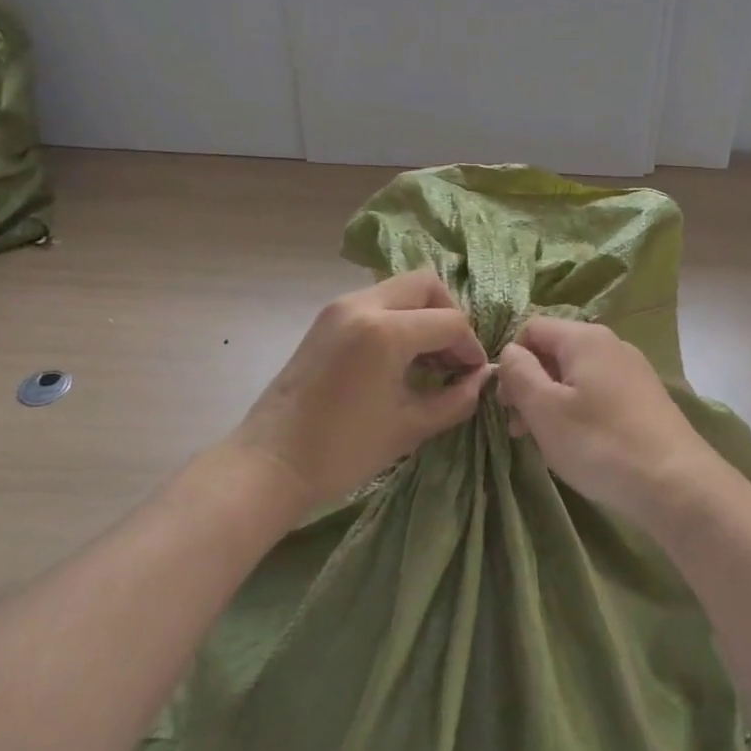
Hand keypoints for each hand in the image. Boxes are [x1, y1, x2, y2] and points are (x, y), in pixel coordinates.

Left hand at [230, 272, 488, 510]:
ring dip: (422, 316)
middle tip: (451, 356)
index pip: (450, 321)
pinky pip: (375, 303)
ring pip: (399, 290)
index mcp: (385, 331)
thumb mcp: (410, 427)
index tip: (472, 376)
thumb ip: (455, 399)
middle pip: (425, 285)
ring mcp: (339, 309)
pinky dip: (397, 320)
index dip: (470, 347)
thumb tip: (480, 379)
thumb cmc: (343, 451)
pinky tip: (398, 360)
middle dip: (448, 316)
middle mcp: (362, 305)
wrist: (270, 464)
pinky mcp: (325, 320)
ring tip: (427, 362)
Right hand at [496, 316, 714, 524]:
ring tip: (546, 442)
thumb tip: (510, 352)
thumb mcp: (545, 409)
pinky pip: (599, 392)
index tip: (506, 402)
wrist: (676, 483)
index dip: (511, 360)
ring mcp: (632, 370)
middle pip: (555, 351)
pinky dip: (580, 411)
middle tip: (520, 428)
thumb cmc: (600, 443)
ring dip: (553, 402)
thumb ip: (519, 373)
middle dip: (530, 385)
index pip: (531, 328)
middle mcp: (611, 344)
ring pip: (576, 375)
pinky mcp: (645, 397)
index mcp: (584, 338)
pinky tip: (580, 444)